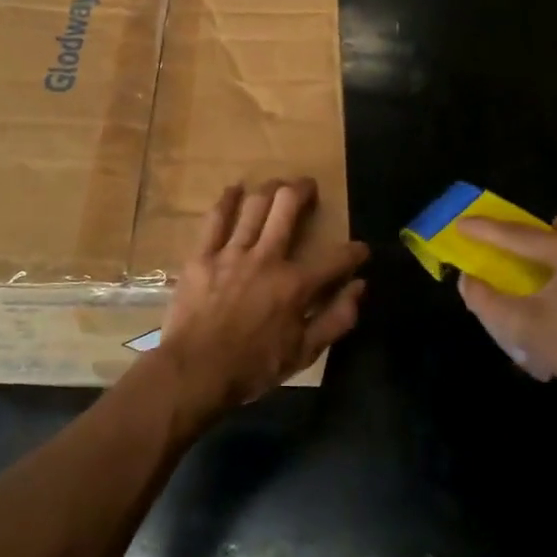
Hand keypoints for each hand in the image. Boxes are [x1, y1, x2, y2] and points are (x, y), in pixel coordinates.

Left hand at [151, 179, 368, 416]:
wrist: (195, 372)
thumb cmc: (253, 367)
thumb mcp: (305, 353)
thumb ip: (337, 319)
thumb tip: (360, 287)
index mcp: (295, 284)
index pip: (336, 258)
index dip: (355, 251)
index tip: (361, 250)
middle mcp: (267, 258)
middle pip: (287, 207)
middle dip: (303, 190)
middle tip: (308, 187)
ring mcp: (232, 253)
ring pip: (254, 205)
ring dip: (269, 189)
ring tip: (278, 185)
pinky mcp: (202, 256)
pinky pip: (215, 219)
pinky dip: (227, 200)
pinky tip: (235, 189)